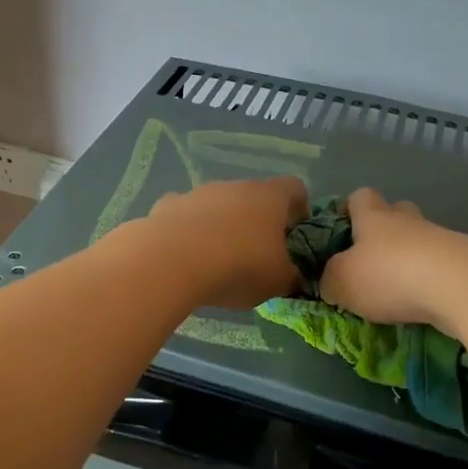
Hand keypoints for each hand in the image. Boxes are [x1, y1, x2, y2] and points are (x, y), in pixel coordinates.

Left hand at [147, 176, 309, 308]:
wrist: (171, 261)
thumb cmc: (238, 266)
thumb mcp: (277, 282)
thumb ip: (290, 277)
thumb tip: (293, 276)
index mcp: (270, 197)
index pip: (295, 188)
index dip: (300, 209)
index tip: (296, 234)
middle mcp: (235, 186)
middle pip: (254, 196)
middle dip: (257, 221)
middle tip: (257, 254)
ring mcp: (199, 192)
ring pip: (218, 204)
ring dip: (221, 225)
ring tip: (217, 260)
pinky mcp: (167, 205)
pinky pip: (185, 215)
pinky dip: (188, 230)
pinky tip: (184, 255)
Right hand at [317, 188, 467, 332]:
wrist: (460, 286)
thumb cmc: (389, 275)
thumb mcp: (341, 282)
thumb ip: (329, 280)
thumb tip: (329, 281)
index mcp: (374, 217)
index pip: (360, 197)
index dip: (349, 210)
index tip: (342, 232)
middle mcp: (407, 220)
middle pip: (396, 213)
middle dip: (384, 233)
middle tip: (371, 262)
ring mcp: (440, 239)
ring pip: (420, 241)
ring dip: (409, 260)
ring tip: (397, 291)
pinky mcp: (465, 262)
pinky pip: (440, 266)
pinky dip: (430, 280)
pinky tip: (423, 302)